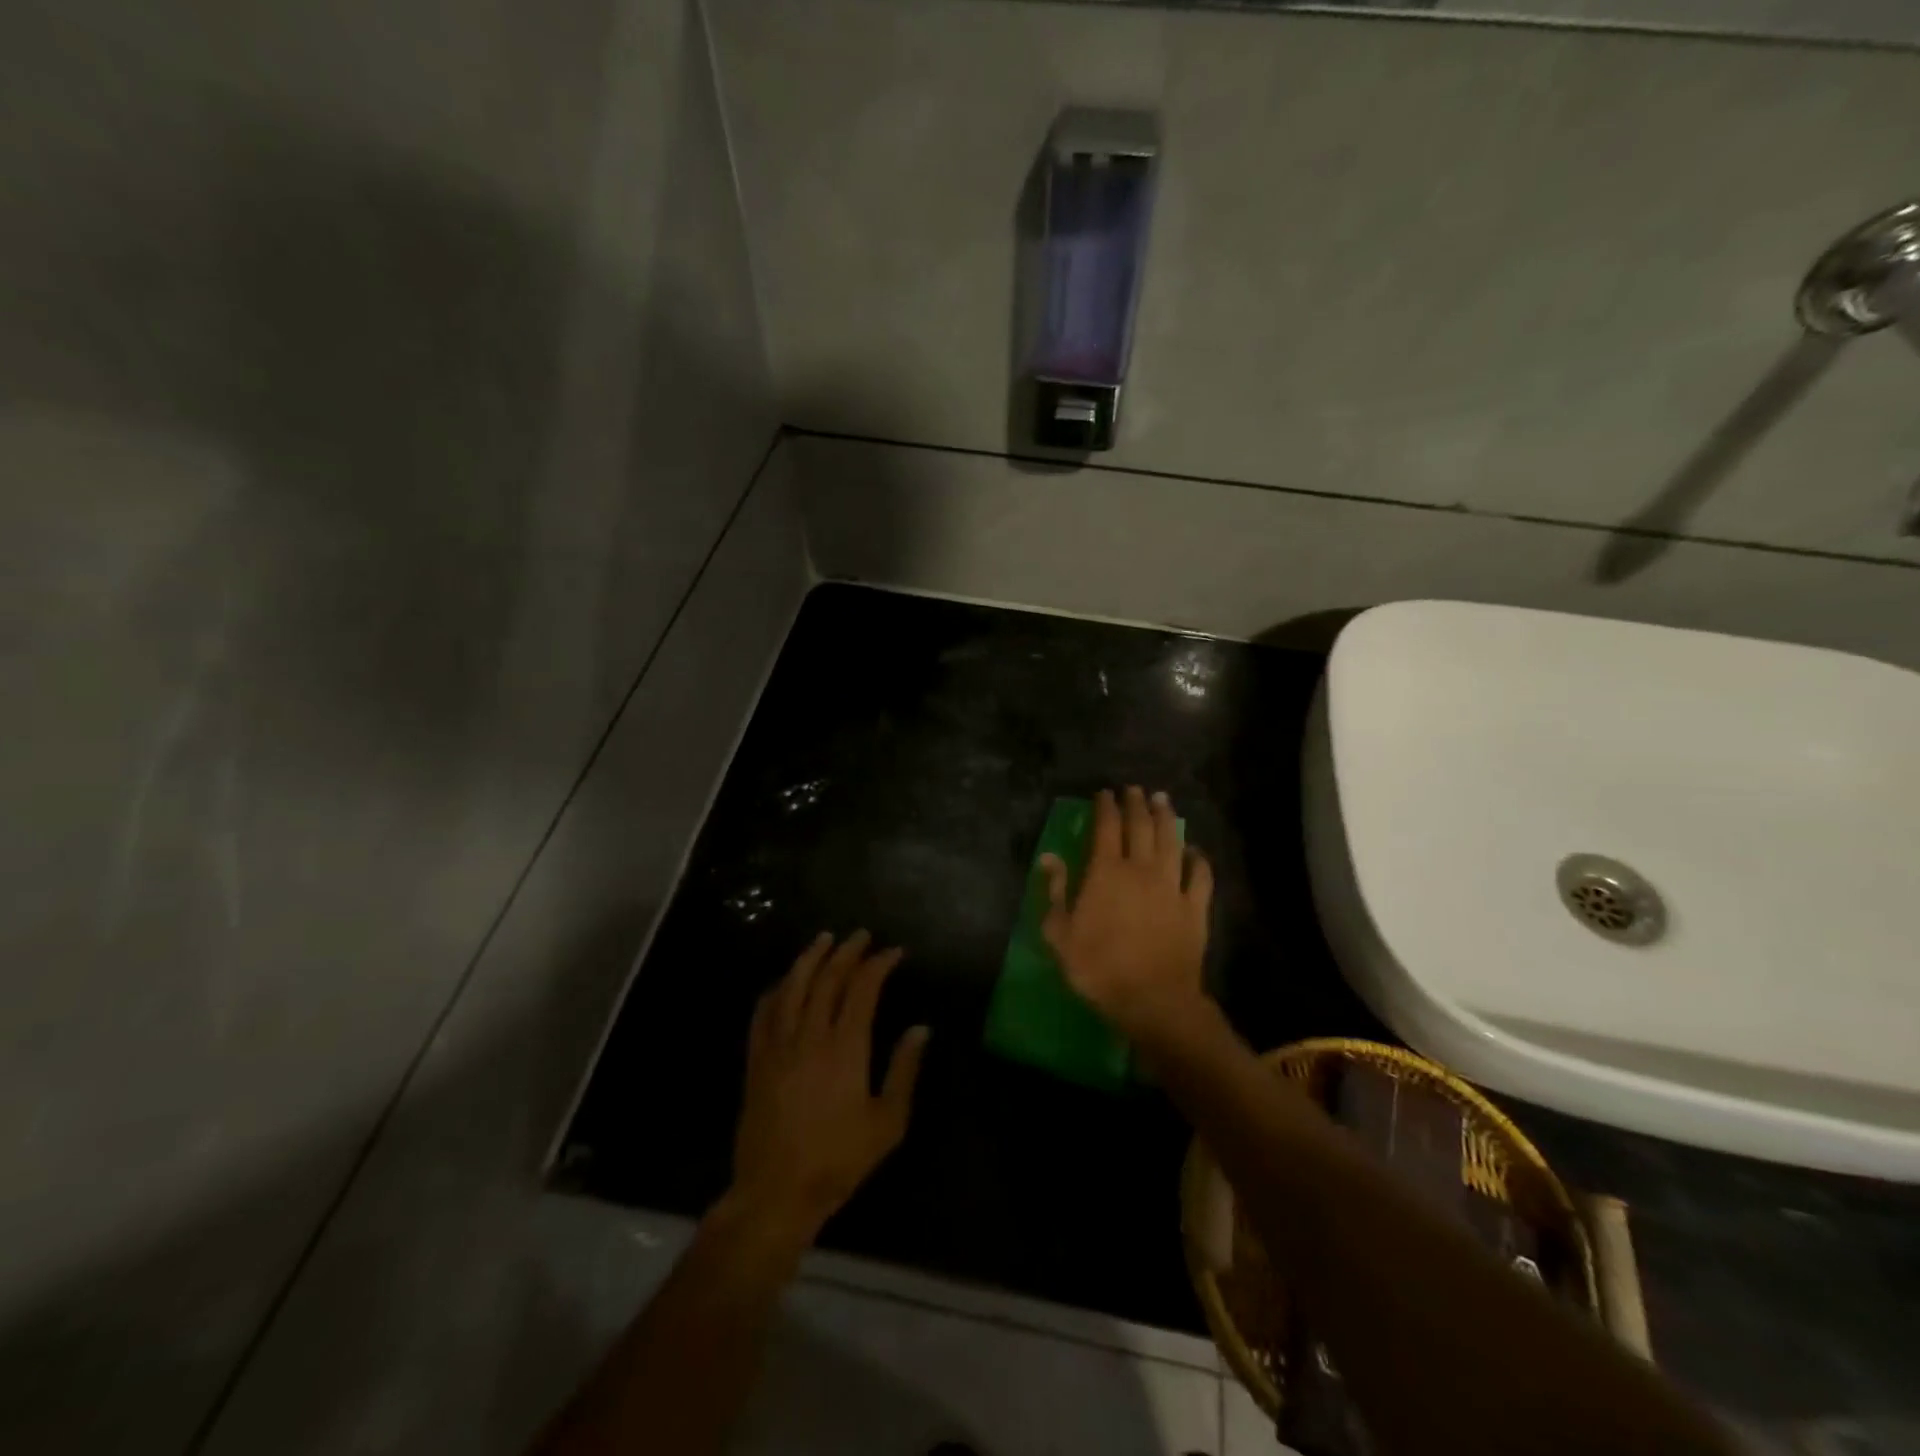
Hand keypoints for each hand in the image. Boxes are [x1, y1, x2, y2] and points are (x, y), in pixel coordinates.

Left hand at [729, 931, 929, 1243]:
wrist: (776, 1193)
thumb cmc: (838, 1160)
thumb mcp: (887, 1122)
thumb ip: (904, 1070)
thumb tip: (921, 1029)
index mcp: (845, 1048)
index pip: (863, 989)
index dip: (879, 964)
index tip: (894, 952)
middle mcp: (810, 1036)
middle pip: (827, 979)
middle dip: (847, 952)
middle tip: (861, 936)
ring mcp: (778, 1045)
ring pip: (793, 987)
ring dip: (810, 958)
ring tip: (824, 939)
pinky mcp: (756, 1060)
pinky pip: (763, 1012)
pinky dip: (776, 989)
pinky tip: (784, 982)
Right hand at [1040, 787, 1214, 1043]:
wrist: (1153, 999)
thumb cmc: (1098, 967)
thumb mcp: (1060, 933)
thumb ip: (1055, 891)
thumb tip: (1049, 857)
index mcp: (1106, 872)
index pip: (1106, 827)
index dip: (1105, 807)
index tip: (1104, 793)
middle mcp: (1141, 869)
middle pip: (1141, 827)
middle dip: (1136, 804)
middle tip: (1135, 789)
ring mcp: (1172, 886)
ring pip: (1171, 842)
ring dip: (1167, 818)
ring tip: (1163, 801)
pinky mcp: (1195, 907)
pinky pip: (1200, 875)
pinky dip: (1198, 858)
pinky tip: (1195, 849)